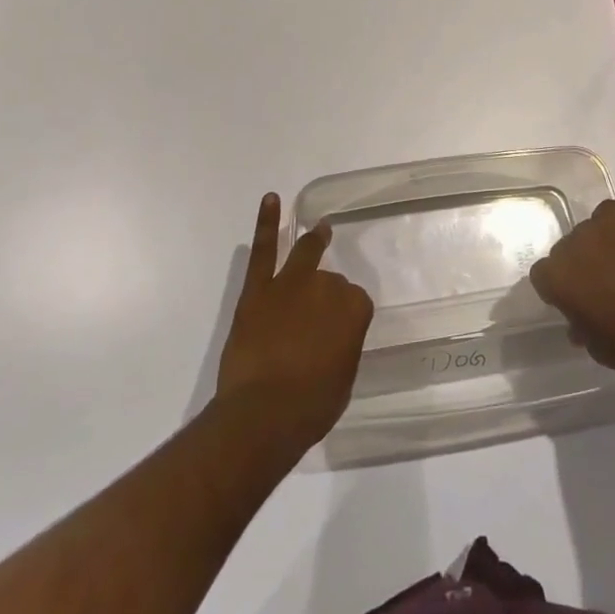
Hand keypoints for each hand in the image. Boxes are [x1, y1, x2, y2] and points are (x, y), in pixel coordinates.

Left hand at [215, 193, 373, 452]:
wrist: (263, 414)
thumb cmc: (311, 406)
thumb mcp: (343, 378)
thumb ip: (343, 346)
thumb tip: (334, 337)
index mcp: (354, 309)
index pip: (355, 302)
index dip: (346, 318)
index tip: (339, 333)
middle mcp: (326, 287)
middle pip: (330, 281)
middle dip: (326, 295)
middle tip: (318, 315)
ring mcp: (291, 283)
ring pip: (305, 254)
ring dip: (313, 241)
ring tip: (319, 229)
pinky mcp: (258, 289)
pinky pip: (264, 249)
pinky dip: (267, 222)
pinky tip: (271, 199)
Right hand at [528, 199, 614, 387]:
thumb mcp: (596, 345)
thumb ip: (580, 324)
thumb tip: (579, 317)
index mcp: (556, 278)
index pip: (543, 275)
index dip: (558, 289)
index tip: (575, 302)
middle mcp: (571, 245)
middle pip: (566, 250)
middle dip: (578, 266)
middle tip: (601, 285)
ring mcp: (601, 227)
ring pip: (589, 231)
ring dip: (598, 246)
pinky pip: (610, 214)